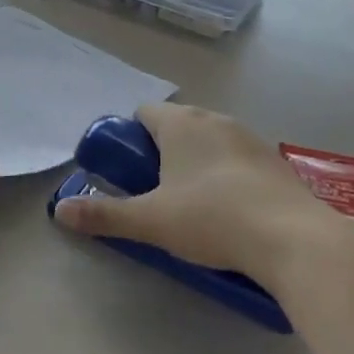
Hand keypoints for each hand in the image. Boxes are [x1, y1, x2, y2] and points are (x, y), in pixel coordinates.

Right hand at [52, 103, 343, 285]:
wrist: (294, 240)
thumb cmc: (212, 219)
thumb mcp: (150, 221)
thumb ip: (104, 214)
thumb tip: (59, 210)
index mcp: (181, 124)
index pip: (143, 113)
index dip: (130, 139)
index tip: (129, 173)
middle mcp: (215, 120)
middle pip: (176, 125)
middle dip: (161, 152)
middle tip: (156, 193)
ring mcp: (250, 138)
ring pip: (209, 141)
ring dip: (195, 163)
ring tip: (194, 206)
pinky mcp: (276, 162)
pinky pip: (238, 159)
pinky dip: (227, 175)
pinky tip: (231, 212)